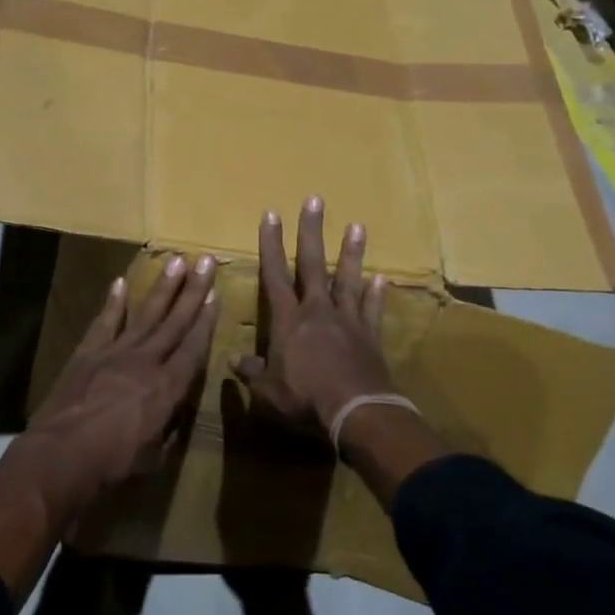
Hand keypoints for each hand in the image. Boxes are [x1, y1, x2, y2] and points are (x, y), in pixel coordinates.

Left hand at [19, 253, 219, 523]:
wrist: (61, 456)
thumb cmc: (112, 465)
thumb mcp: (153, 457)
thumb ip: (167, 429)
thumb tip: (172, 414)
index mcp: (167, 388)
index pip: (193, 347)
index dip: (207, 320)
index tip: (216, 293)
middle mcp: (146, 361)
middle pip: (175, 321)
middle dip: (193, 289)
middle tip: (205, 260)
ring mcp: (115, 352)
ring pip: (145, 313)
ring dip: (163, 287)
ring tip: (176, 260)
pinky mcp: (88, 353)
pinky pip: (104, 322)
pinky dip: (113, 302)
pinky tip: (121, 282)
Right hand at [236, 196, 392, 435]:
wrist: (357, 414)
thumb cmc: (305, 400)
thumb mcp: (268, 392)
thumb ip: (252, 373)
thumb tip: (233, 361)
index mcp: (288, 321)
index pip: (275, 274)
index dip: (271, 244)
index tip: (271, 214)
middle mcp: (317, 311)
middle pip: (313, 264)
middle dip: (312, 232)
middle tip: (315, 200)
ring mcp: (347, 321)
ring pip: (348, 280)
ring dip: (352, 253)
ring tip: (357, 226)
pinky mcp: (370, 336)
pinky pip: (372, 310)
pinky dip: (376, 294)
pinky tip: (382, 278)